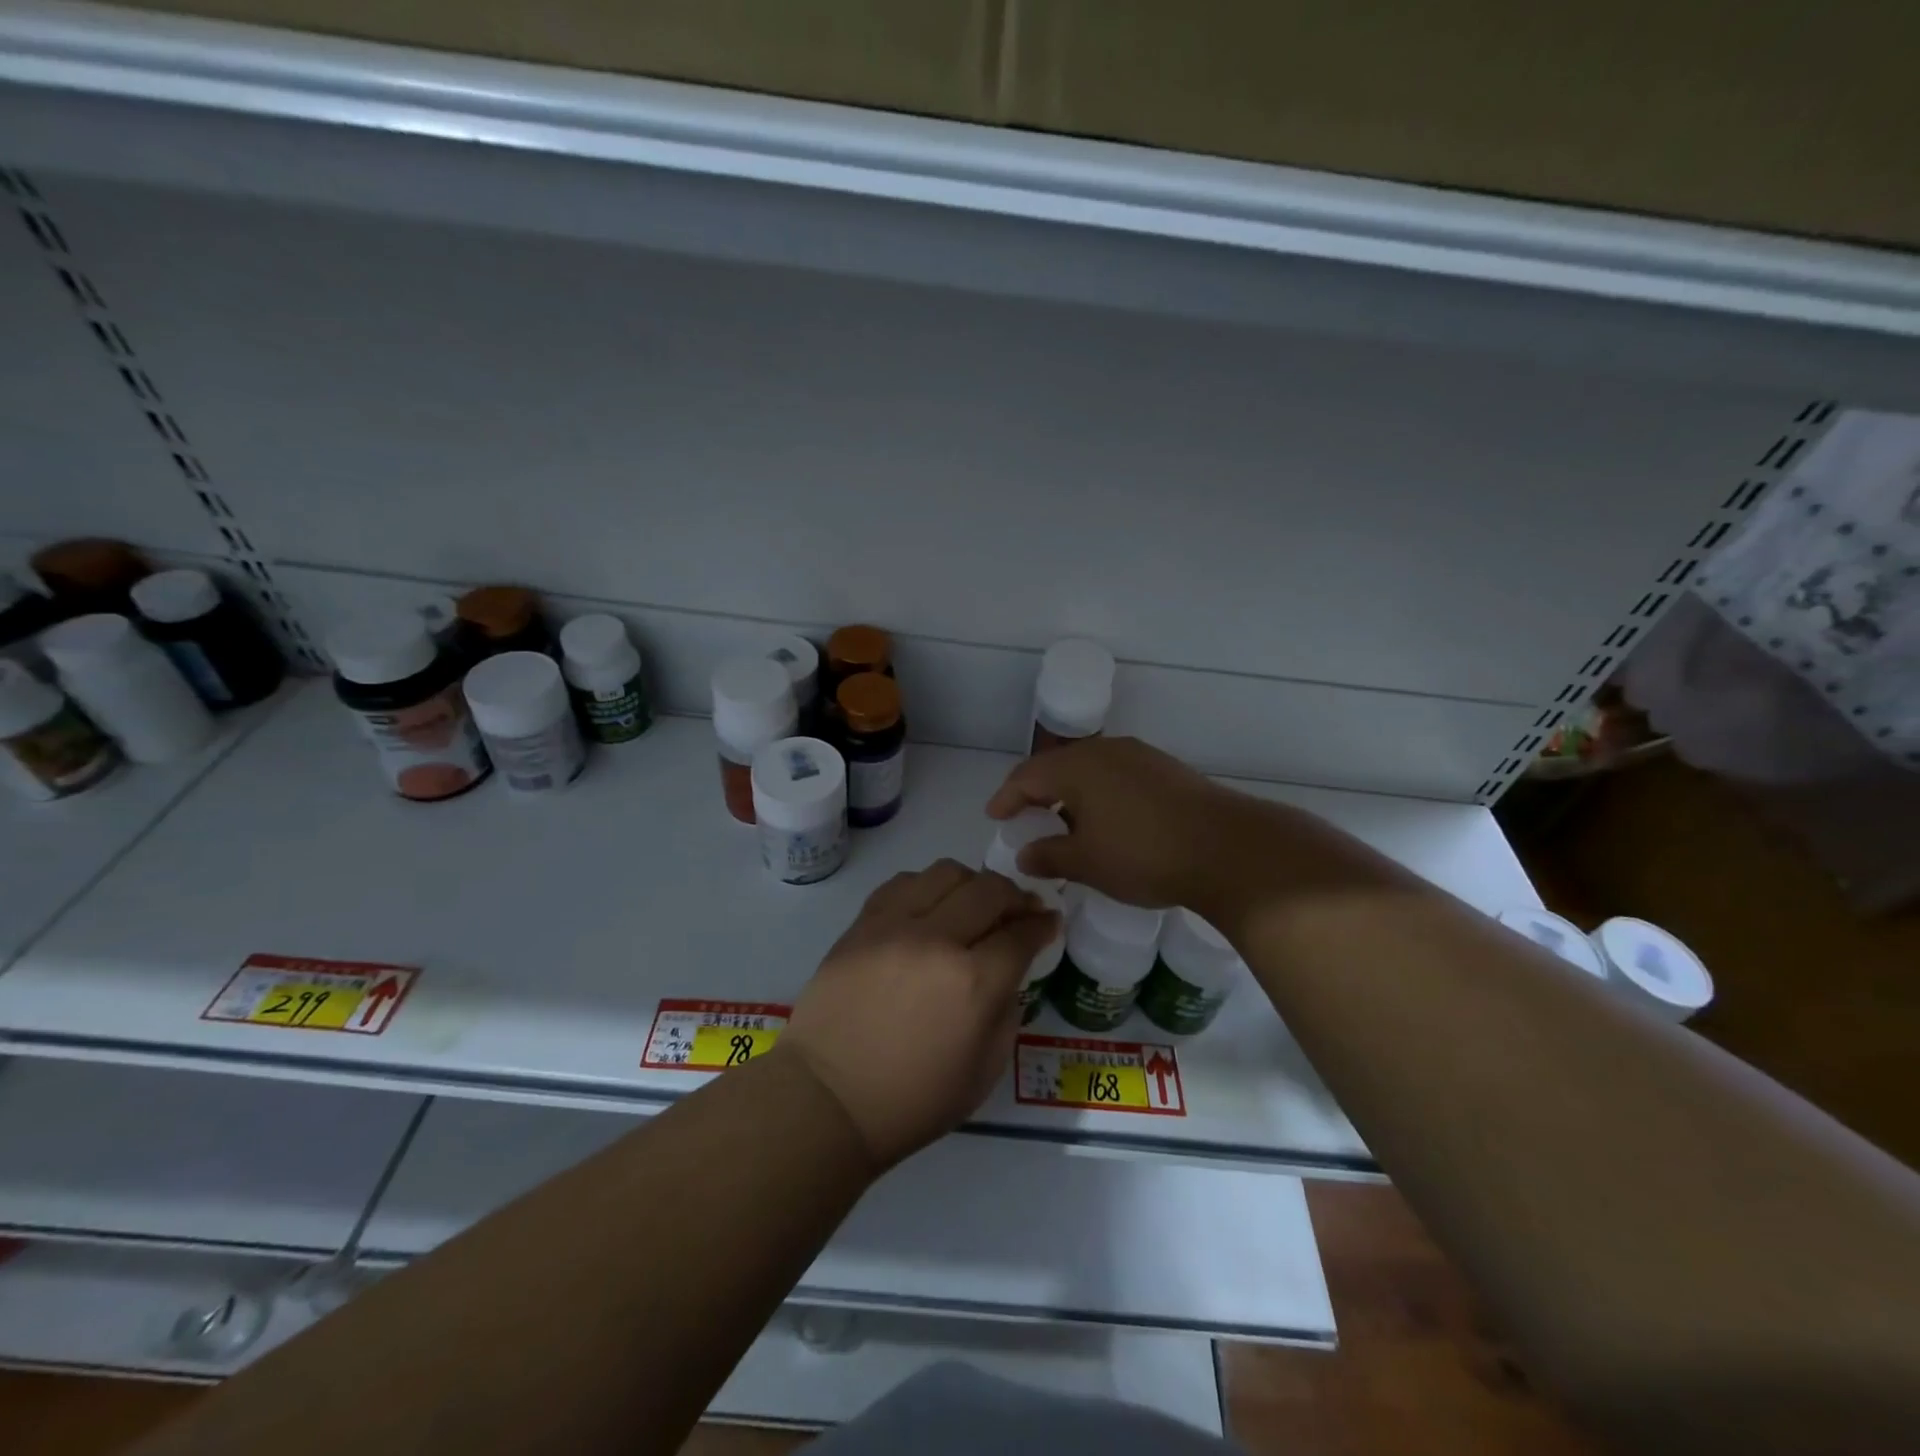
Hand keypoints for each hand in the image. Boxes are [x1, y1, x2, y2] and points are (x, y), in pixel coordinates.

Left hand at [783, 861, 1059, 1169]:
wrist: (828, 1097)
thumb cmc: (912, 1100)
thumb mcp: (984, 1072)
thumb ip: (1007, 1011)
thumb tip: (1008, 971)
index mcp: (974, 983)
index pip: (1022, 933)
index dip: (1042, 924)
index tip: (1049, 921)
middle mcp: (938, 940)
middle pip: (990, 890)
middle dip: (1015, 896)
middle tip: (1020, 909)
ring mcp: (895, 925)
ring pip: (947, 872)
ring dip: (972, 883)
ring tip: (973, 903)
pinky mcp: (863, 923)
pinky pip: (903, 882)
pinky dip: (927, 886)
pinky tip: (930, 906)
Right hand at [986, 737, 1253, 910]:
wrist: (1227, 849)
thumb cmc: (1143, 855)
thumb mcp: (1087, 863)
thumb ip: (1049, 856)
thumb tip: (1024, 855)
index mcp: (1077, 767)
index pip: (1027, 775)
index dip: (1006, 797)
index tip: (994, 817)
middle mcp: (1106, 751)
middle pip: (1058, 766)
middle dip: (1038, 792)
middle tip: (1025, 817)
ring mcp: (1140, 756)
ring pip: (1090, 770)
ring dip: (1071, 794)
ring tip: (1065, 823)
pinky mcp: (1166, 770)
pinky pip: (1117, 776)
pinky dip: (1100, 795)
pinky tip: (1107, 822)